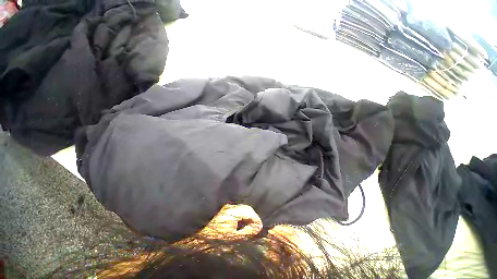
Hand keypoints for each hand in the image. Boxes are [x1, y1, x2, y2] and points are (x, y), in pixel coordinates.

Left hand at [199, 204, 262, 237]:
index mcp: (231, 212)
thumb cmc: (215, 237)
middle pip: (246, 208)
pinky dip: (242, 214)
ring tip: (250, 224)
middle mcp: (230, 205)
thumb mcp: (233, 237)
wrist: (199, 234)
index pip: (248, 210)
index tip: (260, 226)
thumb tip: (257, 227)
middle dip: (252, 216)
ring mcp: (227, 205)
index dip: (256, 218)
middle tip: (256, 226)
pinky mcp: (225, 207)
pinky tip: (241, 221)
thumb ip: (247, 232)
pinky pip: (237, 208)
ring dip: (247, 215)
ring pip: (242, 207)